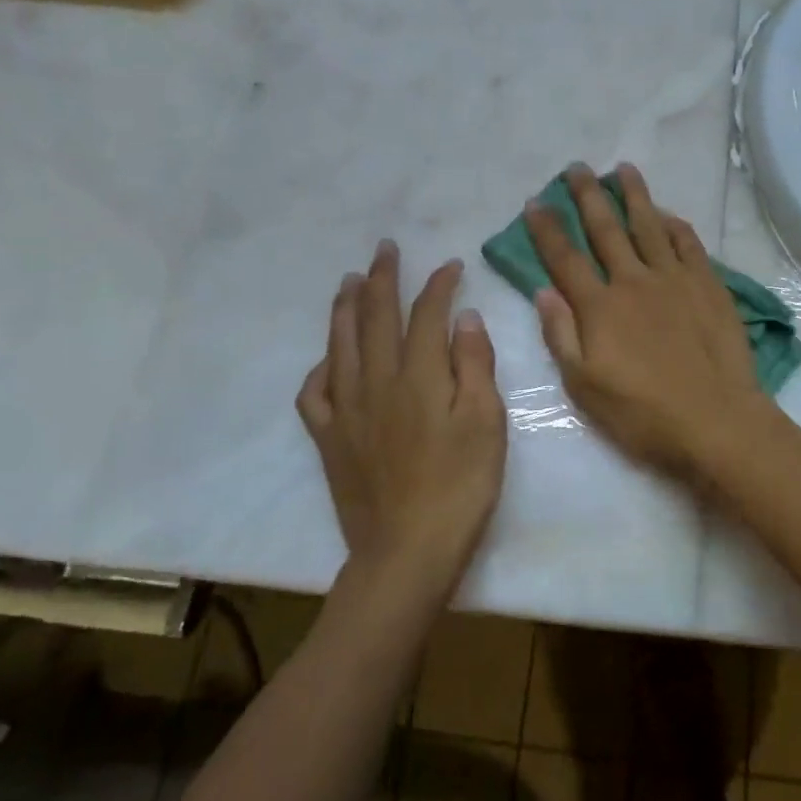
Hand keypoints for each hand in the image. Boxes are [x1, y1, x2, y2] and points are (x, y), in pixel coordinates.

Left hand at [297, 242, 506, 582]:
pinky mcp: (329, 439)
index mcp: (418, 376)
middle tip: (385, 249)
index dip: (438, 285)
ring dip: (346, 308)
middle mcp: (376, 382)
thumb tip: (464, 318)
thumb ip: (474, 365)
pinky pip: (314, 393)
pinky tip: (328, 358)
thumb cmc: (460, 485)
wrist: (408, 551)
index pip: (426, 315)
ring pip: (340, 345)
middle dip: (383, 279)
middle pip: (376, 318)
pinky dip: (320, 367)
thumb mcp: (486, 422)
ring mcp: (346, 410)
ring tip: (349, 281)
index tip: (450, 266)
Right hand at [525, 163, 779, 480]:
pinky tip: (667, 214)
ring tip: (622, 169)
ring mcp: (675, 280)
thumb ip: (561, 335)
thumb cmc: (643, 414)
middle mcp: (634, 281)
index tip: (534, 201)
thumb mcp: (585, 387)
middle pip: (606, 229)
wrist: (716, 420)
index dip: (547, 228)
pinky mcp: (708, 286)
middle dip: (587, 196)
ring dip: (634, 195)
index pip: (565, 258)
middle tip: (576, 167)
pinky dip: (675, 225)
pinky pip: (688, 244)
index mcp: (600, 307)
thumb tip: (544, 291)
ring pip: (649, 226)